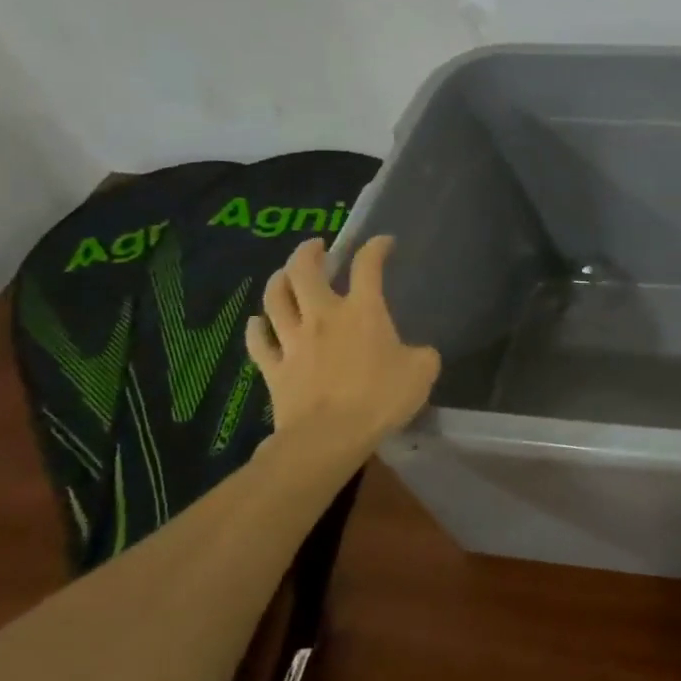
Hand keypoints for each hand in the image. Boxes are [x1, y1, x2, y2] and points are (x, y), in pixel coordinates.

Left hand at [246, 236, 439, 444]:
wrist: (329, 437)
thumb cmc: (380, 399)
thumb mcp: (422, 372)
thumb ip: (422, 355)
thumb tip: (418, 352)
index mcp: (362, 311)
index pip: (367, 266)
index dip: (375, 248)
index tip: (383, 243)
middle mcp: (323, 316)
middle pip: (304, 271)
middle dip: (309, 252)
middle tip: (317, 247)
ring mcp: (293, 341)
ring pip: (275, 299)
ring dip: (279, 280)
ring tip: (285, 274)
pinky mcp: (274, 368)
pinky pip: (259, 341)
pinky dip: (257, 328)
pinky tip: (258, 322)